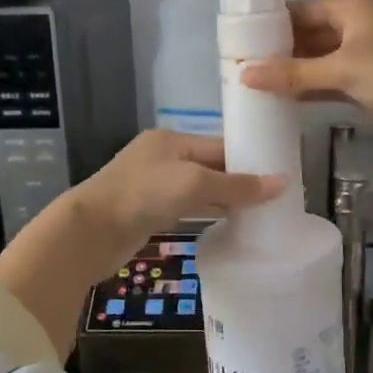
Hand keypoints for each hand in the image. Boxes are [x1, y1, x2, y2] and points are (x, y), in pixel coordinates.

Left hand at [68, 130, 286, 272]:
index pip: (220, 146)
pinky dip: (207, 213)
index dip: (250, 160)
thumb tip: (283, 183)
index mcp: (172, 139)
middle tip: (276, 199)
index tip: (281, 176)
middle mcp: (163, 157)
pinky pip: (187, 208)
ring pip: (199, 189)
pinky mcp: (148, 212)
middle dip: (240, 181)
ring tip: (260, 213)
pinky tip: (228, 224)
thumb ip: (237, 185)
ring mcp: (153, 185)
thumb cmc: (143, 195)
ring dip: (225, 199)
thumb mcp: (194, 183)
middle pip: (211, 166)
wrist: (90, 232)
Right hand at [240, 0, 372, 151]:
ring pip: (318, 61)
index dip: (272, 23)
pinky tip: (281, 101)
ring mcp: (363, 58)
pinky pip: (330, 83)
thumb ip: (293, 73)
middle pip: (309, 34)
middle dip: (278, 50)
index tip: (238, 40)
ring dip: (292, 73)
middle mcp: (356, 27)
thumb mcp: (342, 69)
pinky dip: (309, 90)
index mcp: (352, 8)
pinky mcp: (369, 86)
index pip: (302, 9)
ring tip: (252, 84)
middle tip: (239, 66)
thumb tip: (244, 75)